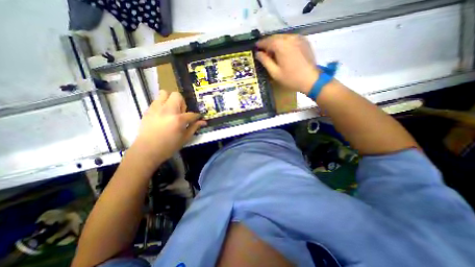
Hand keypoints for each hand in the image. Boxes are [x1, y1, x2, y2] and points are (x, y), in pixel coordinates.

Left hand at [130, 91, 206, 167]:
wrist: (146, 150)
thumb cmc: (168, 146)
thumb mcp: (185, 138)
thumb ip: (194, 127)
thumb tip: (203, 122)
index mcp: (178, 119)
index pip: (192, 114)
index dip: (197, 116)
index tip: (198, 117)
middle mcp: (168, 110)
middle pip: (177, 96)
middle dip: (182, 102)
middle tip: (181, 112)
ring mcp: (156, 109)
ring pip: (164, 93)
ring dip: (170, 100)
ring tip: (171, 111)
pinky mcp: (148, 110)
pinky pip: (157, 100)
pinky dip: (162, 104)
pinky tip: (163, 114)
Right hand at [256, 35, 318, 93]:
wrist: (311, 80)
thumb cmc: (290, 78)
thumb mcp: (274, 72)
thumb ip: (265, 61)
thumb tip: (258, 54)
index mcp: (281, 45)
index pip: (267, 41)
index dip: (260, 44)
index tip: (256, 47)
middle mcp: (289, 37)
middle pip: (275, 37)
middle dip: (268, 44)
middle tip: (264, 52)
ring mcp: (298, 38)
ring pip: (283, 37)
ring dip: (276, 44)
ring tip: (273, 53)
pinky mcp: (304, 41)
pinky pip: (291, 39)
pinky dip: (284, 43)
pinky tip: (283, 52)